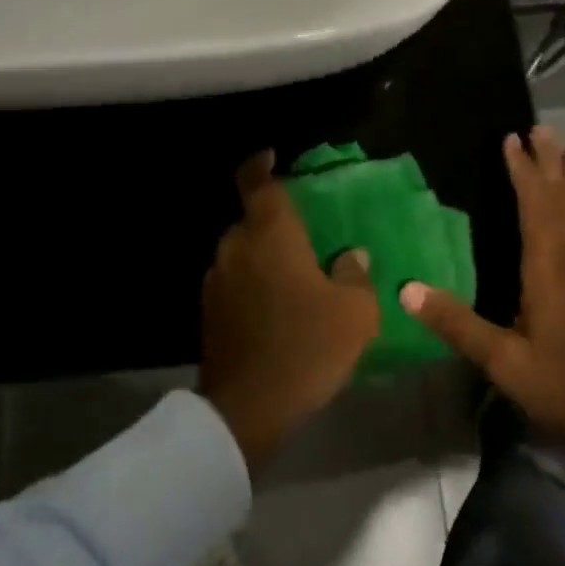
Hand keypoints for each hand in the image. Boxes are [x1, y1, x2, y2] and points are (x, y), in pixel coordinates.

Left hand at [200, 151, 381, 474]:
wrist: (246, 409)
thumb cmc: (305, 347)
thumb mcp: (353, 313)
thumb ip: (355, 275)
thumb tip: (352, 255)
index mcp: (270, 233)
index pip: (257, 182)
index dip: (261, 165)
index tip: (272, 156)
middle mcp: (236, 245)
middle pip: (252, 218)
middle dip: (275, 222)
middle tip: (305, 236)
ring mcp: (217, 278)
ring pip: (242, 251)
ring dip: (264, 255)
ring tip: (294, 276)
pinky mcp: (208, 310)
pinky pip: (234, 279)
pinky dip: (252, 282)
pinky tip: (275, 307)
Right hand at [401, 126, 564, 441]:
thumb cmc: (561, 381)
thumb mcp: (501, 360)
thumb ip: (456, 323)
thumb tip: (406, 290)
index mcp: (549, 264)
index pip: (535, 204)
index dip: (523, 171)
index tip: (511, 139)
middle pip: (561, 196)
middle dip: (549, 161)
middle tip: (539, 128)